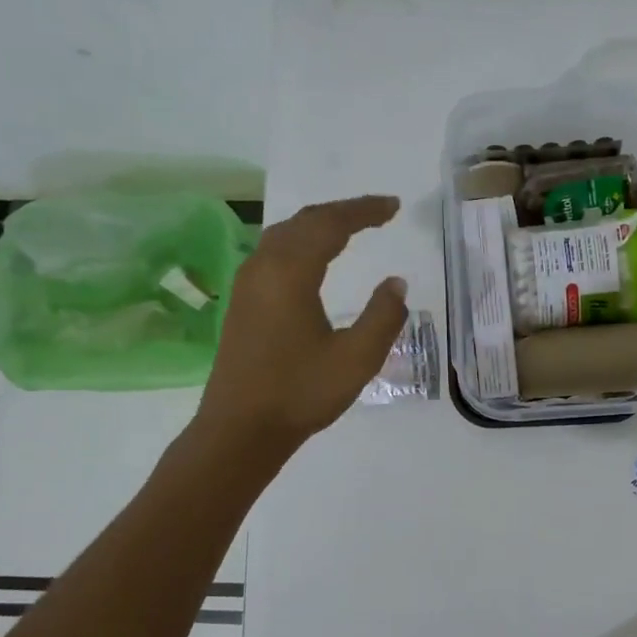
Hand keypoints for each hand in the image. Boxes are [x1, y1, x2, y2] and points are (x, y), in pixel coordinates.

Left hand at [193, 195, 408, 456]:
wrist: (240, 429)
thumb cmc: (301, 393)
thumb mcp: (357, 359)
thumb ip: (383, 317)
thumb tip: (396, 284)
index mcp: (290, 274)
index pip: (330, 225)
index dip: (364, 211)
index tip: (393, 207)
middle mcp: (263, 268)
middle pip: (304, 221)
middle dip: (343, 212)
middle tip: (378, 212)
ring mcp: (248, 284)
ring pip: (285, 235)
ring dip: (319, 225)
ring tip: (351, 229)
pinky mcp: (242, 302)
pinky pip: (274, 253)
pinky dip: (302, 243)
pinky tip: (314, 260)